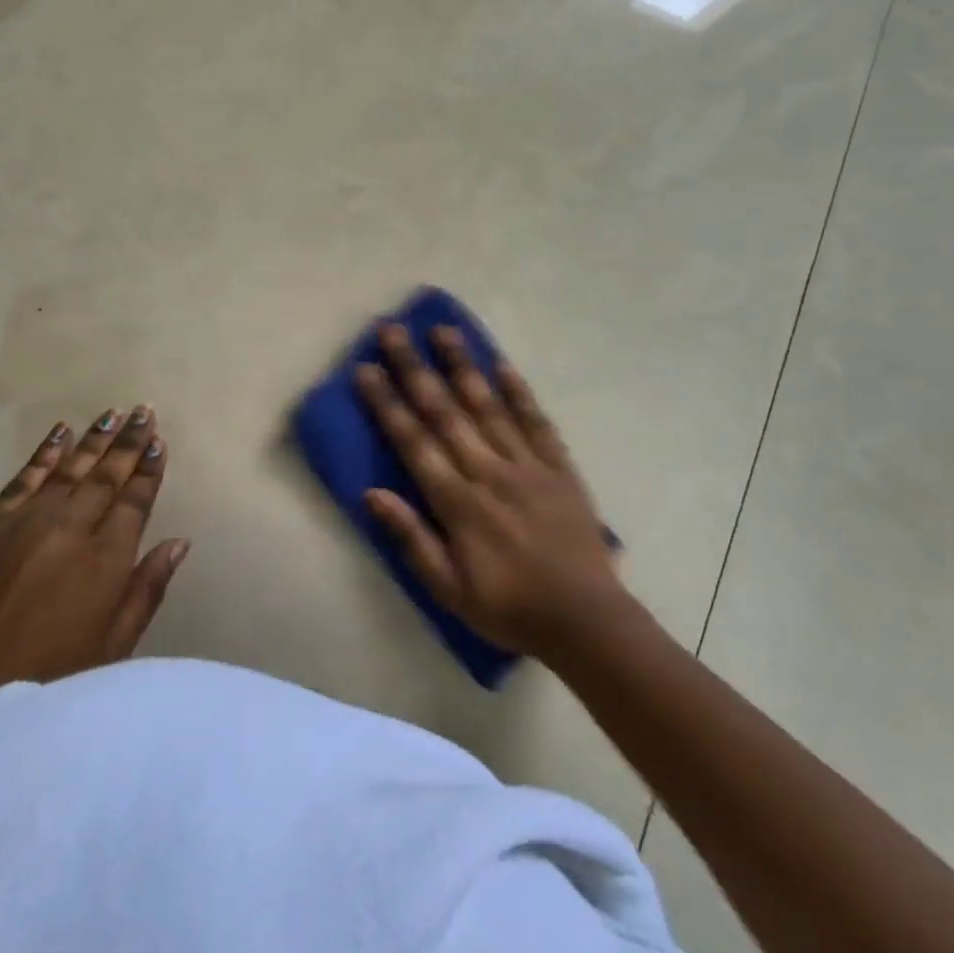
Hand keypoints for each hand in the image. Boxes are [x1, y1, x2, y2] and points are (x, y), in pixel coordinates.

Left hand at [0, 406, 189, 754]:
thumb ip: (145, 591)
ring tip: (113, 414)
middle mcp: (70, 530)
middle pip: (106, 476)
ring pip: (69, 469)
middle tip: (145, 411)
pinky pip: (23, 478)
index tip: (160, 442)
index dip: (149, 470)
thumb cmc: (43, 684)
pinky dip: (44, 453)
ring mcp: (26, 522)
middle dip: (129, 442)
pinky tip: (59, 432)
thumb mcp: (109, 651)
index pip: (135, 501)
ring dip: (93, 440)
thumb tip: (179, 543)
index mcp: (105, 561)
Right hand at [356, 325, 623, 656]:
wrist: (587, 622)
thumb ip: (411, 539)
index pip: (414, 442)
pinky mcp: (559, 468)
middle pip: (445, 412)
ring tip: (442, 330)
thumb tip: (372, 494)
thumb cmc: (509, 609)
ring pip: (489, 405)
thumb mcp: (449, 590)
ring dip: (462, 365)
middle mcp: (489, 472)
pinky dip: (519, 391)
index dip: (387, 403)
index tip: (366, 369)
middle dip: (415, 369)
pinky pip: (537, 422)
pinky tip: (501, 363)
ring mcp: (528, 466)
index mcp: (459, 503)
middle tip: (392, 331)